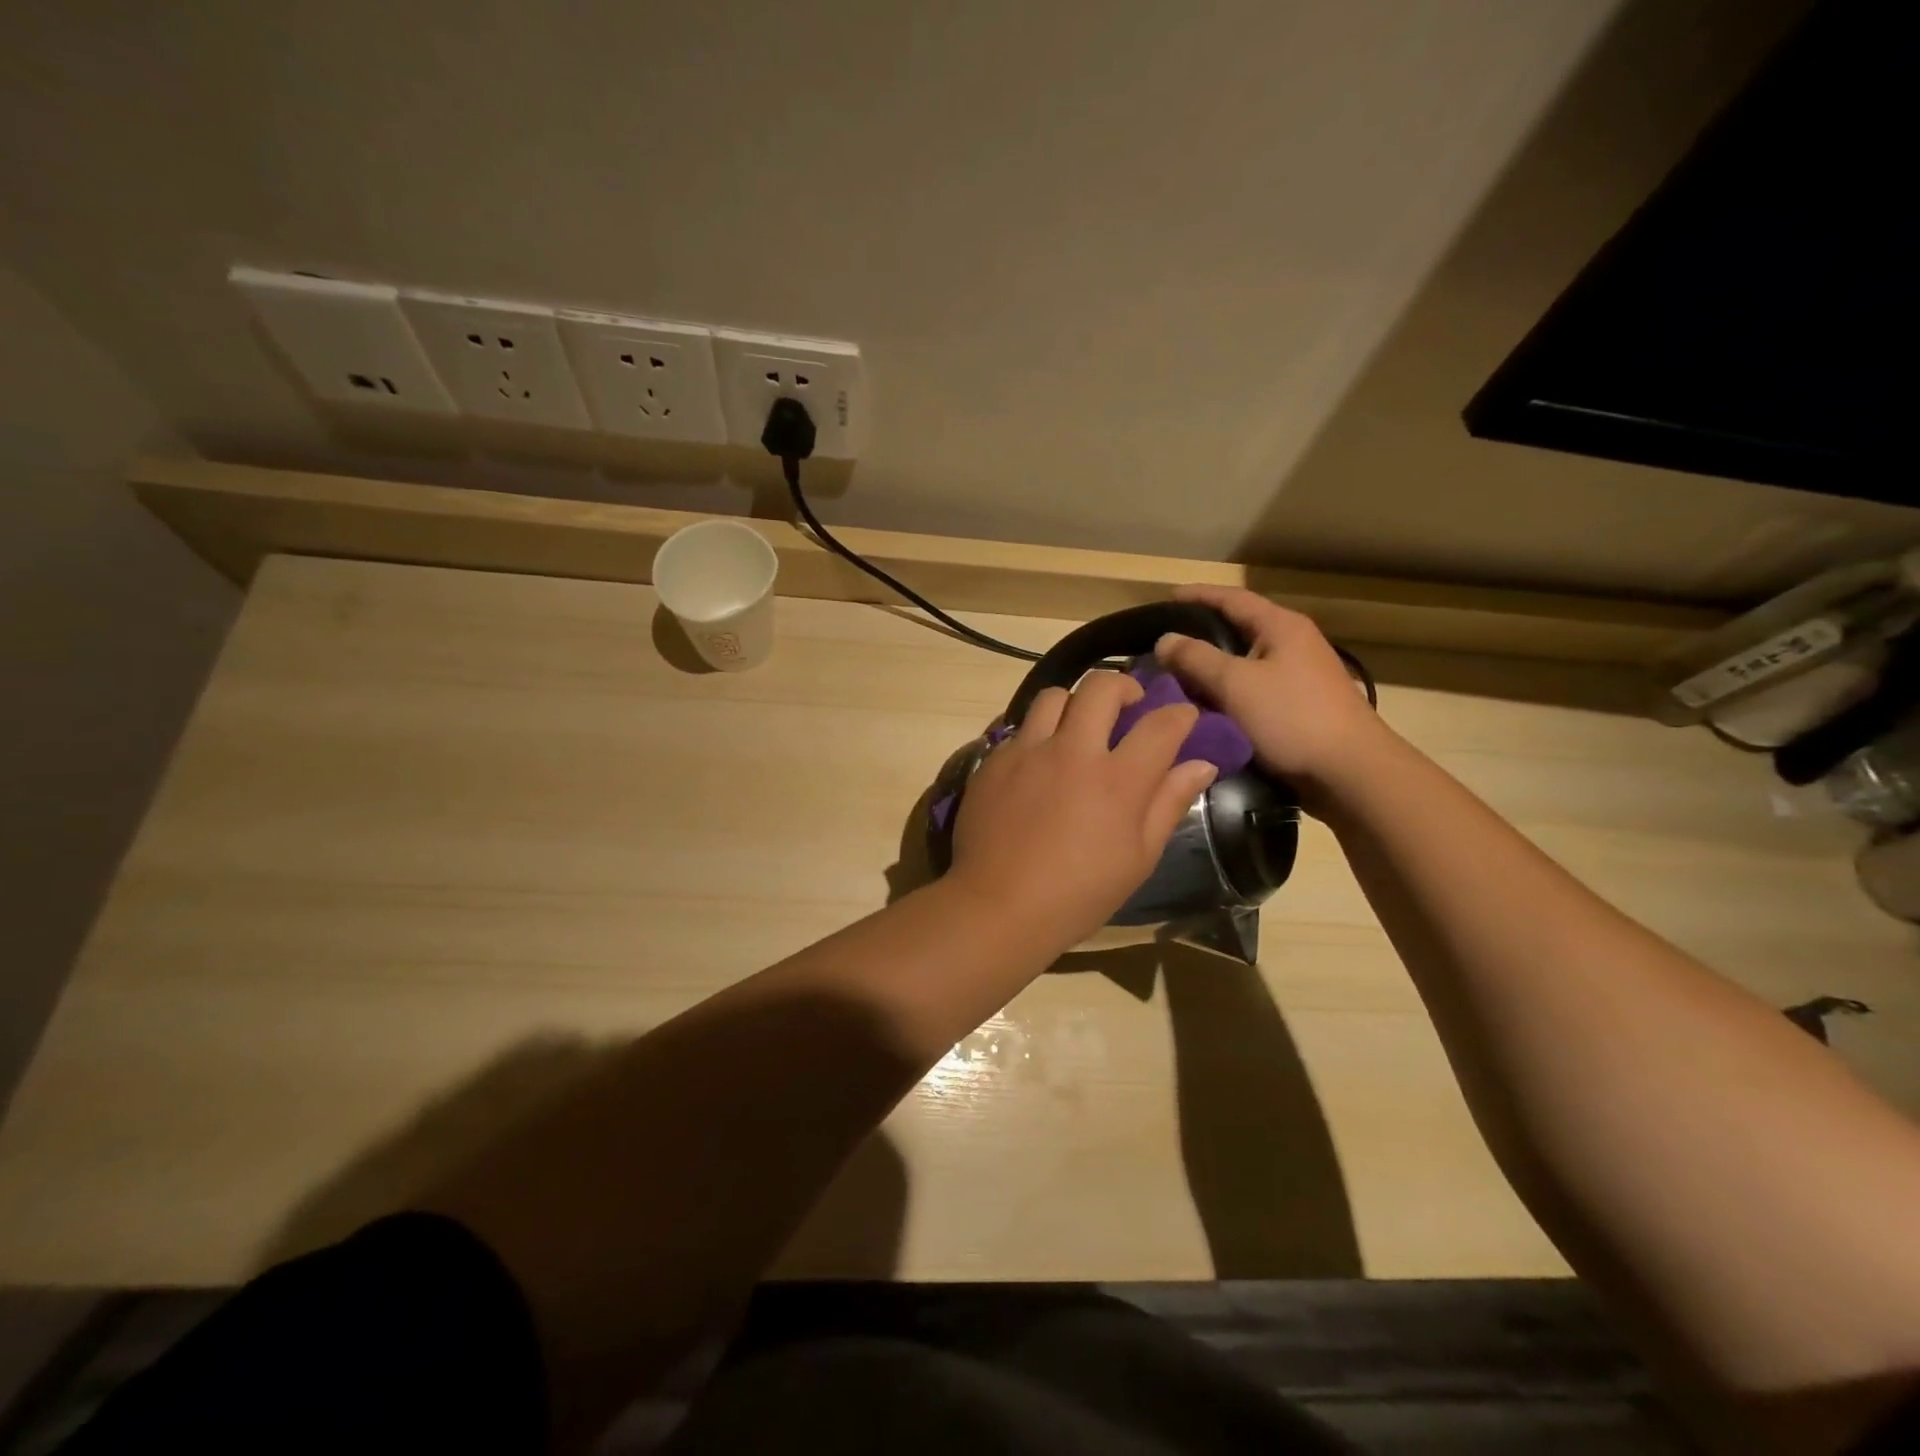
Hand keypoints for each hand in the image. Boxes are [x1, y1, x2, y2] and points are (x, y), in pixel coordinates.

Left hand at [949, 671, 1219, 948]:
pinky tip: (1041, 761)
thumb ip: (1168, 803)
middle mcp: (1072, 751)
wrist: (998, 907)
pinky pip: (1021, 728)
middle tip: (1128, 704)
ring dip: (1075, 703)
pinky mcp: (994, 760)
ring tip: (1078, 727)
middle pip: (1101, 687)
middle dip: (1124, 685)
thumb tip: (1200, 765)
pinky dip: (1040, 734)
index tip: (1183, 717)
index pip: (1161, 725)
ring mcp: (1028, 751)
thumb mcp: (1138, 858)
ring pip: (1054, 696)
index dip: (1180, 714)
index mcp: (1117, 780)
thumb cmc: (1079, 894)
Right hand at [1152, 585, 1388, 793]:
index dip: (1198, 595)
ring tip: (1174, 679)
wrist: (1350, 772)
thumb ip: (1196, 658)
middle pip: (1237, 630)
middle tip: (1163, 646)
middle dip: (1199, 636)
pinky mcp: (1296, 708)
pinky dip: (1224, 695)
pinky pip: (1250, 692)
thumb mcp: (1235, 683)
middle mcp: (1292, 644)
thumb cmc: (1292, 717)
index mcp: (1281, 626)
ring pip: (1242, 665)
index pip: (1232, 598)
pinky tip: (1202, 709)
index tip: (1166, 597)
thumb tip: (1164, 639)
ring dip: (1209, 671)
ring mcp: (1297, 677)